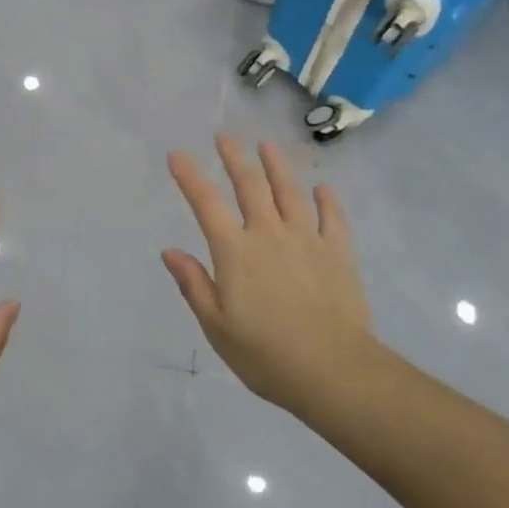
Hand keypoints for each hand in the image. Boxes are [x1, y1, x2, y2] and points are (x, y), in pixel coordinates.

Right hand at [164, 136, 377, 415]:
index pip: (206, 203)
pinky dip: (326, 200)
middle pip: (250, 185)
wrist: (334, 371)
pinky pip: (331, 217)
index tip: (177, 154)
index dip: (189, 176)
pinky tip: (322, 188)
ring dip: (276, 165)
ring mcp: (307, 239)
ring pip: (289, 191)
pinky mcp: (338, 252)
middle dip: (234, 157)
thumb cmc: (266, 355)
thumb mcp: (216, 326)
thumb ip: (194, 284)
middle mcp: (268, 233)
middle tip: (225, 137)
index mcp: (235, 251)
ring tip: (267, 145)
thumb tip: (170, 251)